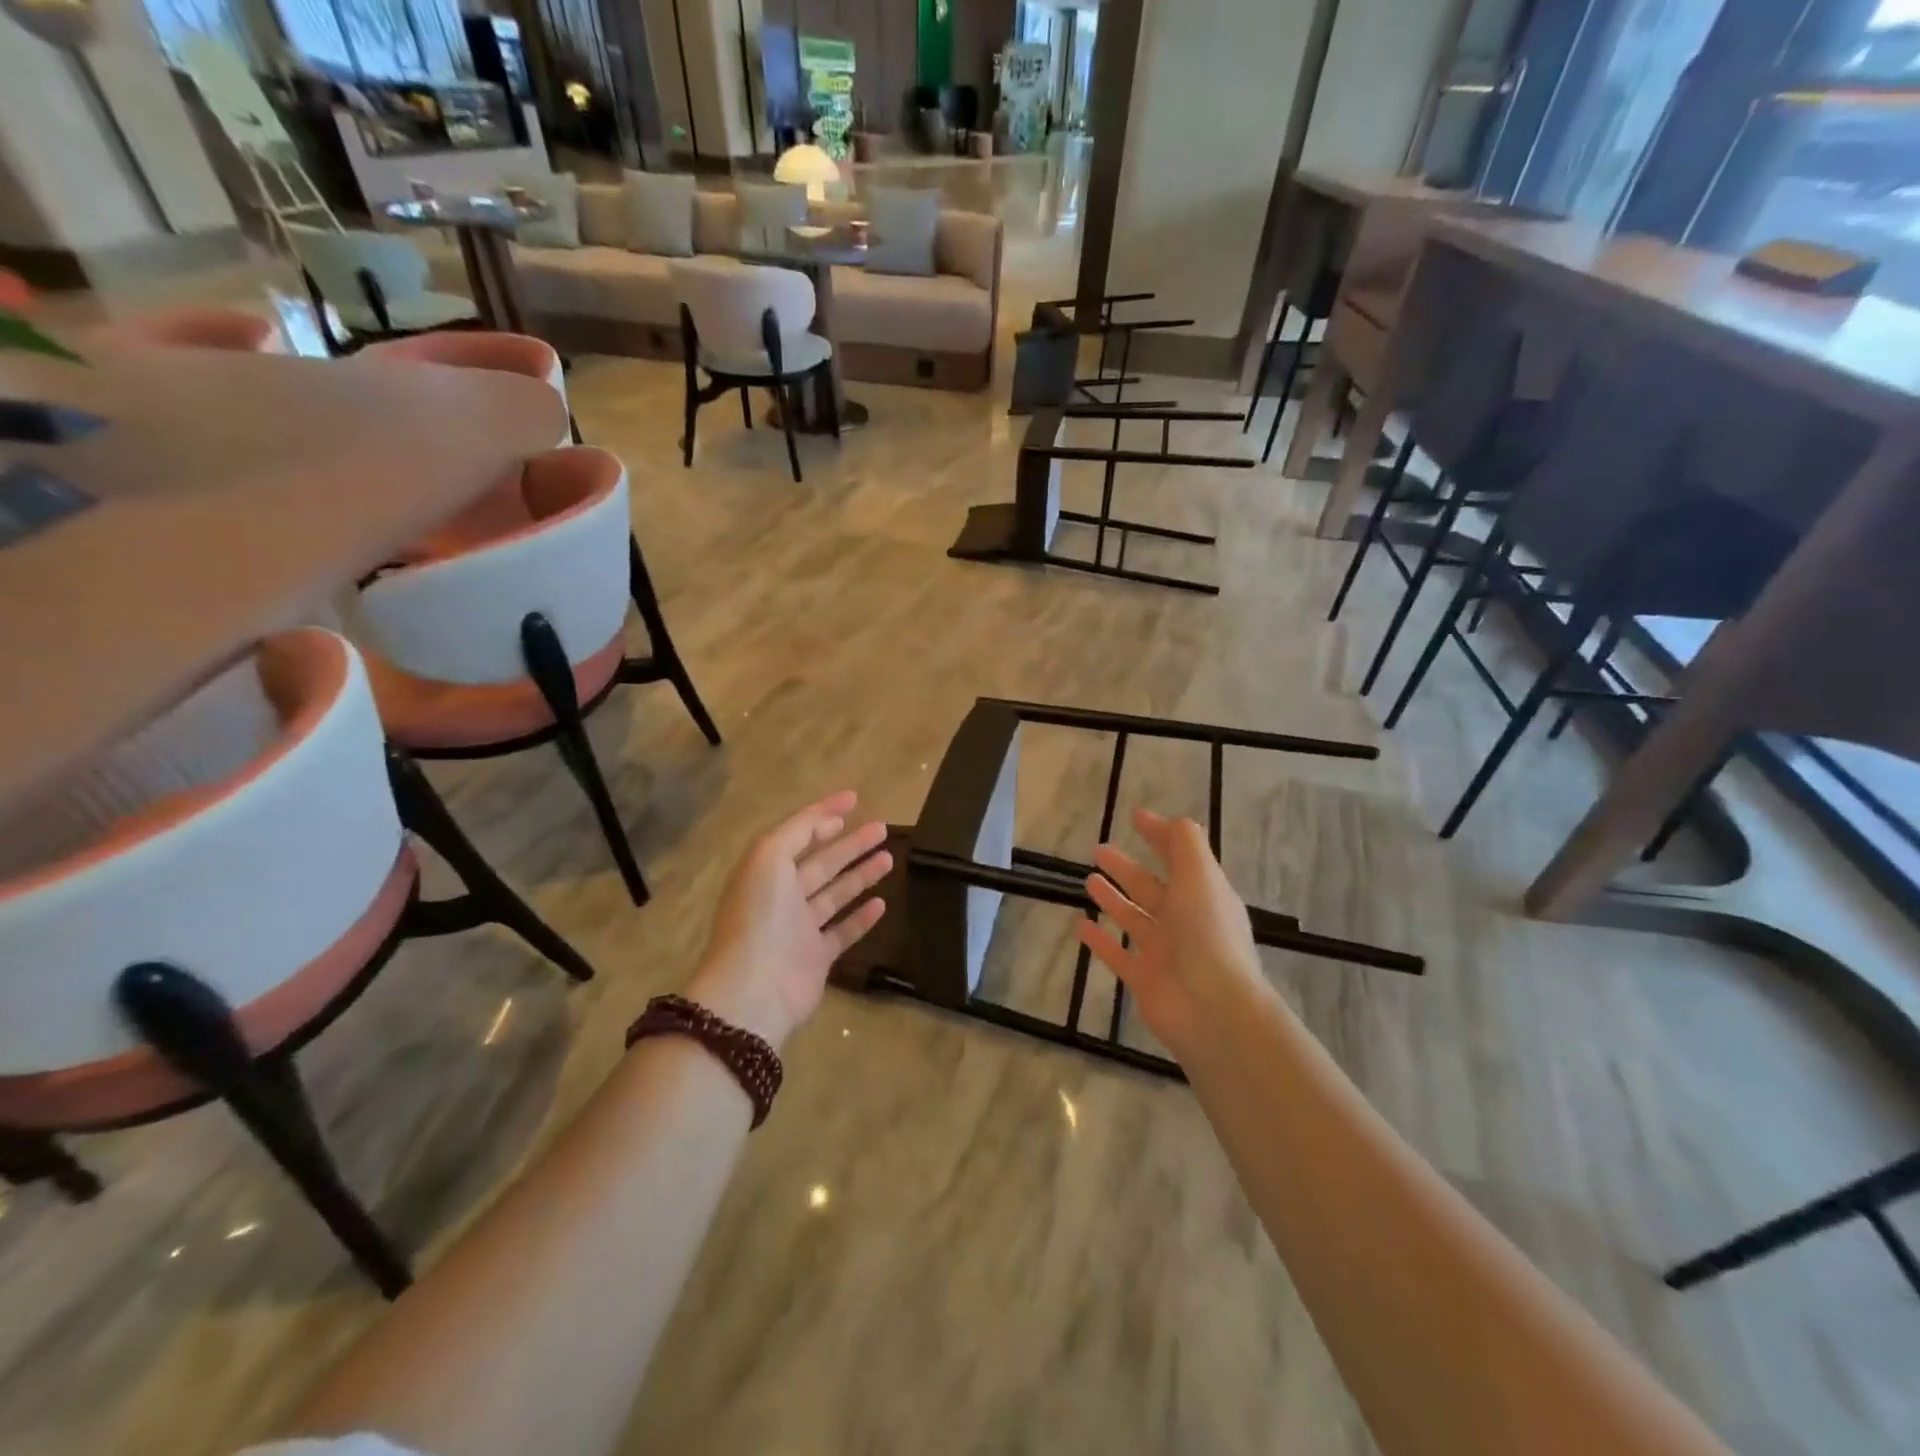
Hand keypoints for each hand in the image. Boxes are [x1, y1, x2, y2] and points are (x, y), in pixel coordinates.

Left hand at [686, 791, 890, 1049]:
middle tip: (882, 829)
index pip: (799, 834)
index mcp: (767, 870)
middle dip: (850, 844)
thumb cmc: (761, 915)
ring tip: (889, 858)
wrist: (755, 987)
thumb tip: (828, 818)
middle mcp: (782, 896)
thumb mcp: (770, 857)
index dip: (824, 814)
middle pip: (822, 863)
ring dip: (861, 875)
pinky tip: (882, 903)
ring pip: (835, 894)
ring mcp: (800, 928)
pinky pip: (843, 931)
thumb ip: (797, 831)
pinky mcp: (816, 957)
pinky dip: (861, 918)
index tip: (855, 799)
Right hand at [1075, 808, 1267, 1061]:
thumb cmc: (1208, 935)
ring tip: (1088, 880)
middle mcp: (1184, 920)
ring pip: (1132, 917)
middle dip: (1126, 867)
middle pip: (1151, 886)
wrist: (1214, 1010)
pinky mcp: (1144, 979)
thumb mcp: (1201, 876)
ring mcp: (1164, 951)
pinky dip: (1098, 939)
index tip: (1134, 816)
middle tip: (1098, 849)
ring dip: (1112, 898)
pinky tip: (1078, 924)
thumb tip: (1161, 818)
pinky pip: (1116, 953)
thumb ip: (1183, 842)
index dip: (1159, 835)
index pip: (1179, 856)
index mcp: (1203, 894)